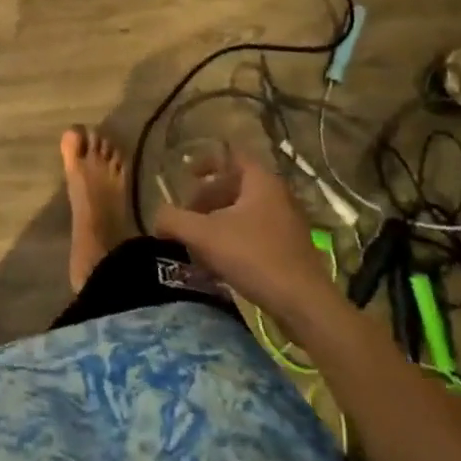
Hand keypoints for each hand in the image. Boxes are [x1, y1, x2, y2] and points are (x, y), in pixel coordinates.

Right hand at [154, 154, 334, 319]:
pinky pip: (255, 234)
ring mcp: (287, 224)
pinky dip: (233, 240)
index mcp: (261, 182)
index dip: (206, 161)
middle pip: (235, 187)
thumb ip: (173, 220)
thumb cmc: (254, 257)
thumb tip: (157, 218)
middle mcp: (277, 196)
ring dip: (217, 223)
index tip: (186, 175)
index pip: (232, 156)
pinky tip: (218, 265)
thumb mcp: (204, 235)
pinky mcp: (291, 251)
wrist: (304, 305)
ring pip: (243, 213)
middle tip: (187, 215)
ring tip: (198, 243)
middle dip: (207, 199)